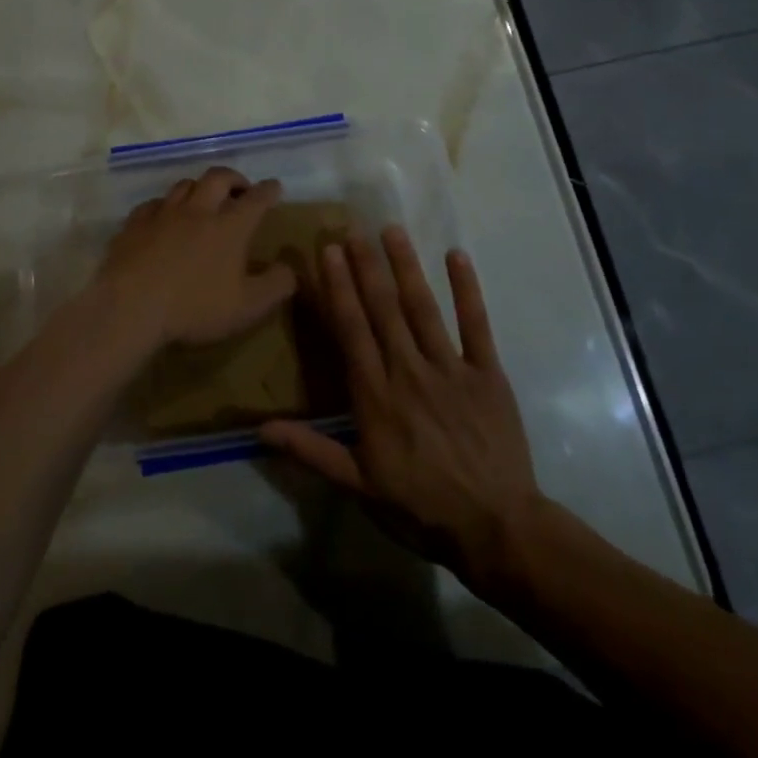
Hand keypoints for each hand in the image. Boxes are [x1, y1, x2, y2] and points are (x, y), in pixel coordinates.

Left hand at [98, 167, 297, 347]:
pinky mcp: (134, 224)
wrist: (130, 307)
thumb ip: (276, 285)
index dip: (268, 190)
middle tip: (240, 189)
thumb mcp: (248, 307)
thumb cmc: (195, 308)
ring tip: (203, 199)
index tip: (274, 186)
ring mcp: (163, 214)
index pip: (256, 199)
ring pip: (184, 185)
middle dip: (234, 178)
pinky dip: (164, 206)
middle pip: (218, 178)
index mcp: (230, 227)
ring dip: (199, 187)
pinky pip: (152, 204)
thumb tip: (290, 268)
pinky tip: (163, 217)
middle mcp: (198, 211)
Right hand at [261, 229, 541, 582]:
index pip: (352, 330)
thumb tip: (260, 428)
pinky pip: (476, 325)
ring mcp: (451, 369)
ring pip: (423, 308)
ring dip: (406, 267)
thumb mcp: (359, 485)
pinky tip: (456, 256)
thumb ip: (312, 450)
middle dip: (365, 267)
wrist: (497, 529)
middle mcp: (409, 372)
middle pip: (383, 310)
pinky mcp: (488, 374)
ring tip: (391, 231)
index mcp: (376, 396)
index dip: (338, 289)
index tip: (328, 252)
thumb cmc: (421, 507)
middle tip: (352, 229)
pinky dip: (467, 290)